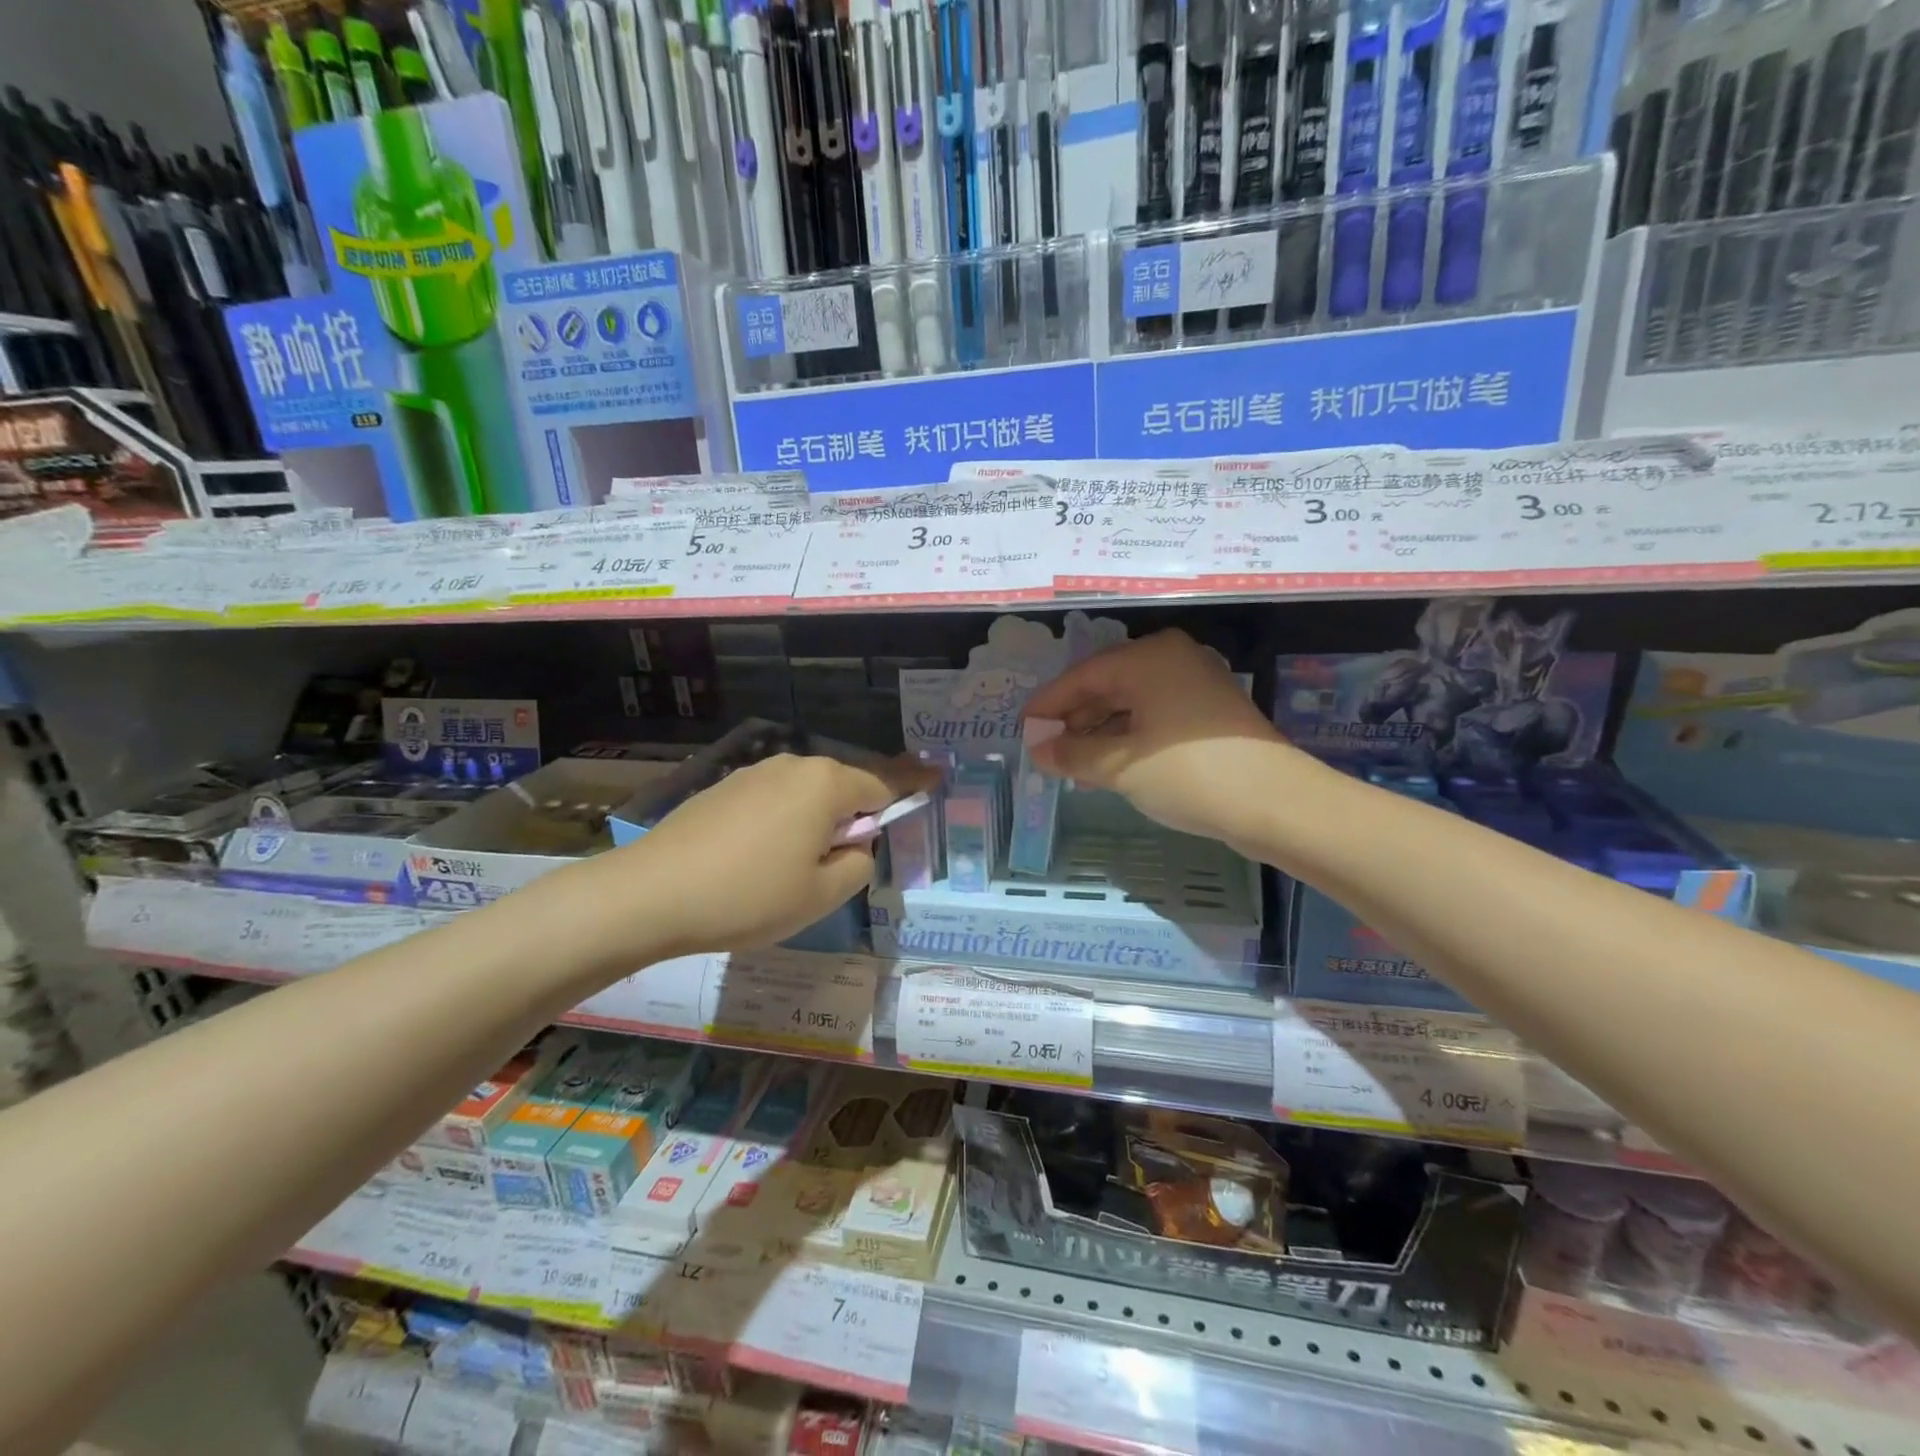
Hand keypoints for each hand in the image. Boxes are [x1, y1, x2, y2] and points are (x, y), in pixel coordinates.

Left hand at [617, 754, 930, 957]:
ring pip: (805, 795)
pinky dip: (781, 823)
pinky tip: (757, 861)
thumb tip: (856, 844)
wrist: (650, 894)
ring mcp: (754, 773)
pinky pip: (772, 802)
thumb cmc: (748, 896)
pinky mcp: (723, 788)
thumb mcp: (821, 894)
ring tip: (793, 871)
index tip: (936, 782)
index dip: (911, 790)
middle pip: (842, 787)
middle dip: (852, 818)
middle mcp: (793, 766)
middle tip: (842, 865)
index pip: (884, 785)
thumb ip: (859, 863)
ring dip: (814, 823)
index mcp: (826, 784)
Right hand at [1024, 630, 1304, 850]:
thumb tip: (1039, 750)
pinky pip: (1154, 716)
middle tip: (1046, 749)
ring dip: (1099, 732)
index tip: (1024, 729)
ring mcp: (1195, 684)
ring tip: (1072, 764)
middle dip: (1074, 719)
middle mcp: (1172, 659)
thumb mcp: (1119, 766)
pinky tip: (1108, 765)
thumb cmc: (1188, 773)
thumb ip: (1072, 753)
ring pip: (1131, 703)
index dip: (1049, 704)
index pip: (1083, 676)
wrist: (1275, 804)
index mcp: (1148, 657)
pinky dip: (1127, 738)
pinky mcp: (1209, 713)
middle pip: (1107, 685)